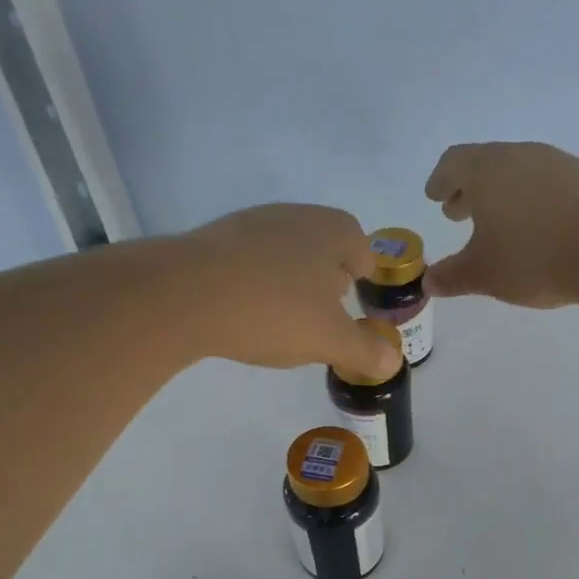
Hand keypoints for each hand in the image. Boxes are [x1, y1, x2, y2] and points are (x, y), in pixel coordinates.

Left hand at [178, 204, 403, 377]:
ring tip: (282, 316)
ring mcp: (252, 223)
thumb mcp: (329, 340)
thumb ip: (365, 351)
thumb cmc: (273, 311)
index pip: (362, 248)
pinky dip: (254, 282)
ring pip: (284, 251)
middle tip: (322, 313)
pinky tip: (243, 310)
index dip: (364, 276)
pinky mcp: (214, 238)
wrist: (185, 294)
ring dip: (289, 280)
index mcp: (333, 231)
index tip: (355, 303)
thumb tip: (393, 362)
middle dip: (326, 277)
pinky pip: (248, 260)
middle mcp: (296, 216)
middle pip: (323, 245)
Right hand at [424, 142, 578, 306]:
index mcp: (487, 170)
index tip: (435, 196)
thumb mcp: (483, 274)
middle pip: (486, 164)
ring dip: (500, 195)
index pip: (453, 162)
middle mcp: (520, 156)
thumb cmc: (534, 256)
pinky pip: (545, 184)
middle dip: (468, 189)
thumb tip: (429, 281)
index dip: (440, 180)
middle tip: (457, 212)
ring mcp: (557, 164)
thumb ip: (452, 276)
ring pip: (517, 172)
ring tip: (496, 225)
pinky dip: (529, 201)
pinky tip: (534, 229)